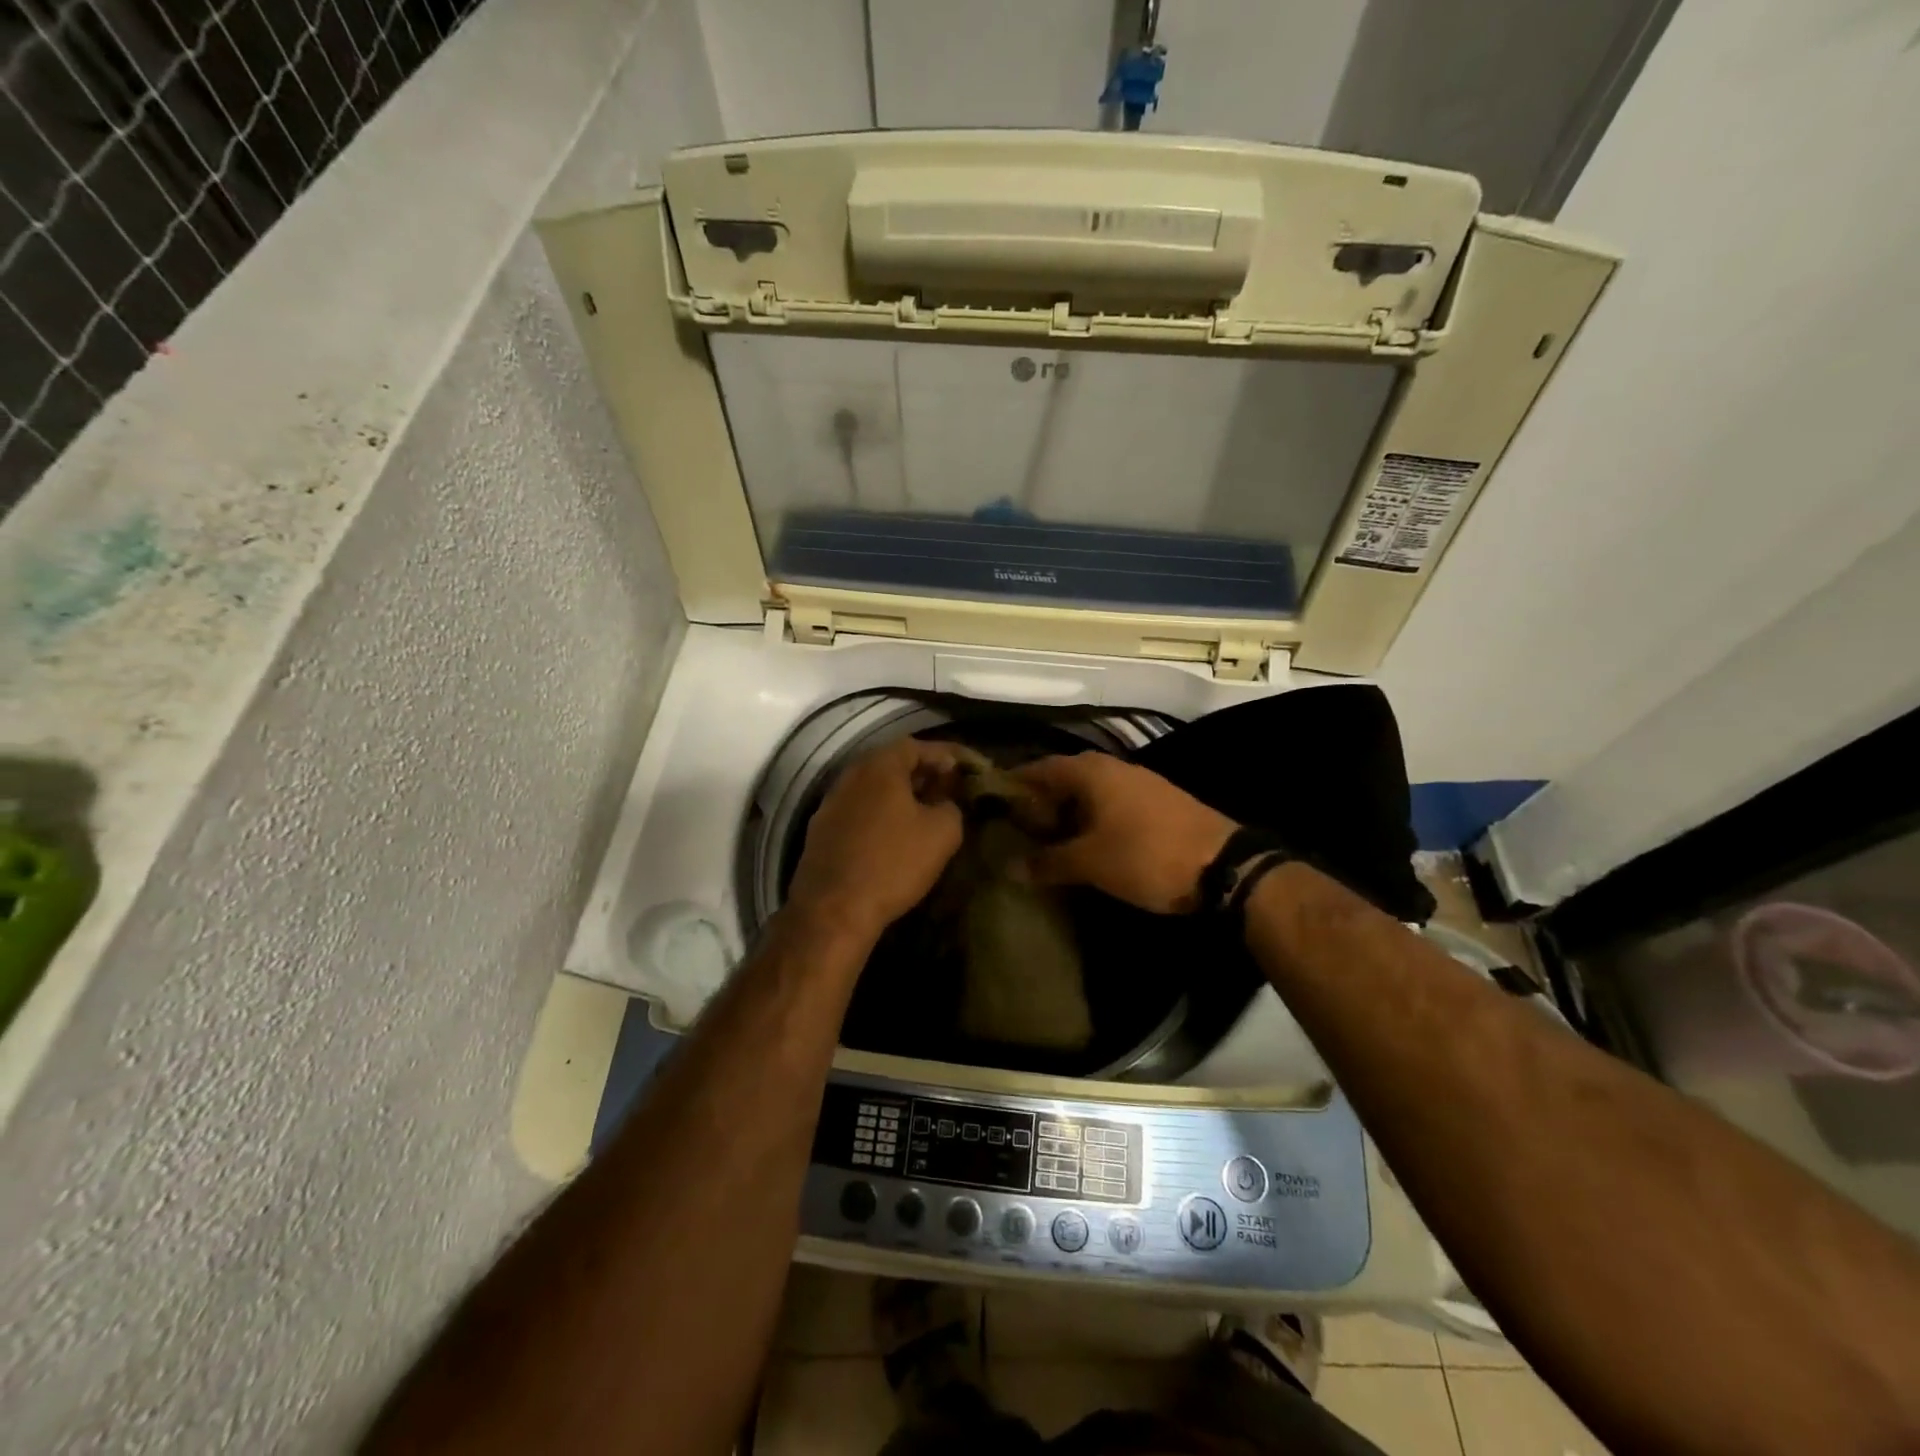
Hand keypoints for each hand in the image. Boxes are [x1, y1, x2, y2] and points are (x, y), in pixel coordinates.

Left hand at [784, 738, 965, 945]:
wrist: (833, 910)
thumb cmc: (893, 863)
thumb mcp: (942, 833)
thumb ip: (951, 807)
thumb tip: (944, 804)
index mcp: (880, 766)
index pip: (918, 745)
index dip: (946, 754)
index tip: (968, 767)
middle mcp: (851, 776)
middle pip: (892, 764)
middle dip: (924, 773)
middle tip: (949, 788)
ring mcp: (831, 803)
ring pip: (874, 788)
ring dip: (901, 795)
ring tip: (926, 812)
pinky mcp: (822, 831)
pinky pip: (859, 811)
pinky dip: (881, 814)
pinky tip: (895, 836)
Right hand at [1014, 754, 1235, 913]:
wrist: (1224, 866)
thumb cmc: (1146, 855)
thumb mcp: (1090, 863)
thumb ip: (1047, 862)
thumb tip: (1008, 867)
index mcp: (1091, 772)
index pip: (1039, 768)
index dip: (1015, 785)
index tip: (992, 805)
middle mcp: (1112, 768)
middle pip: (1063, 779)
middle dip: (1039, 802)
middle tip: (1016, 830)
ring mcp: (1138, 784)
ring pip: (1089, 793)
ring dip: (1067, 813)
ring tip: (1045, 841)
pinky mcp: (1156, 803)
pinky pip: (1110, 804)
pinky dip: (1091, 820)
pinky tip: (1086, 844)